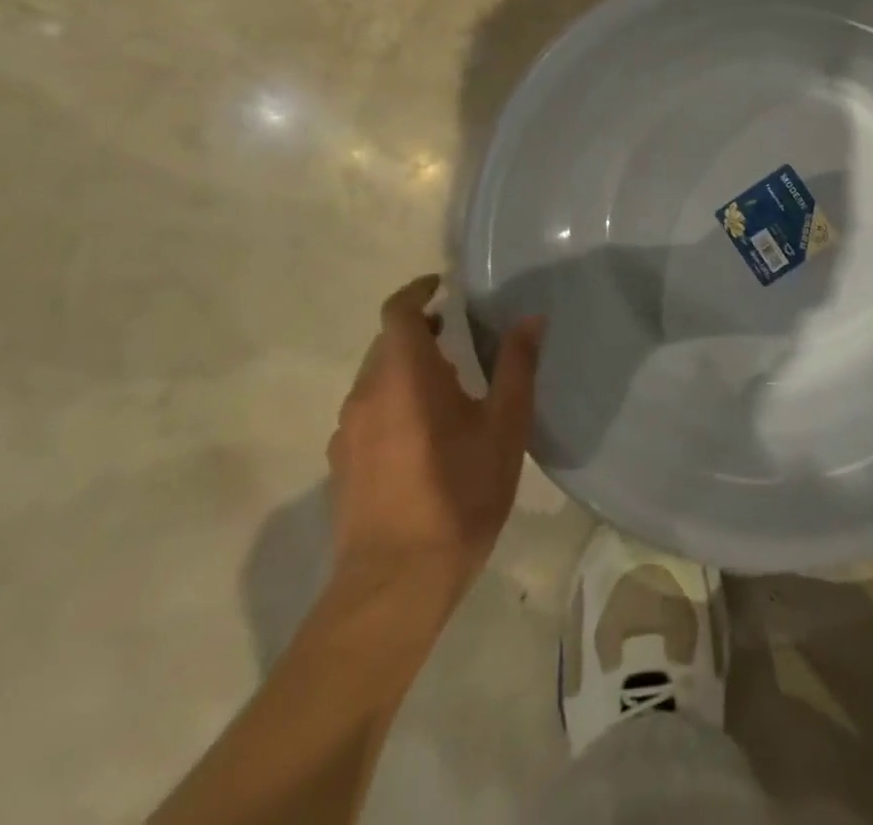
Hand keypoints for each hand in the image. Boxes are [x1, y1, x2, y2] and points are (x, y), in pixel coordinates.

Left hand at [326, 275, 543, 607]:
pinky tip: (424, 435)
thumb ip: (517, 365)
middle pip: (388, 344)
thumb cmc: (459, 493)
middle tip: (460, 336)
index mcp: (405, 374)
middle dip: (421, 332)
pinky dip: (395, 402)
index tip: (444, 287)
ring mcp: (347, 433)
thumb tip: (531, 319)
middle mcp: (366, 394)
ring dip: (408, 369)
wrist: (394, 585)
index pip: (399, 312)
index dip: (419, 292)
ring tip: (449, 387)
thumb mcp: (505, 425)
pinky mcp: (341, 466)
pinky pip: (368, 413)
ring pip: (376, 380)